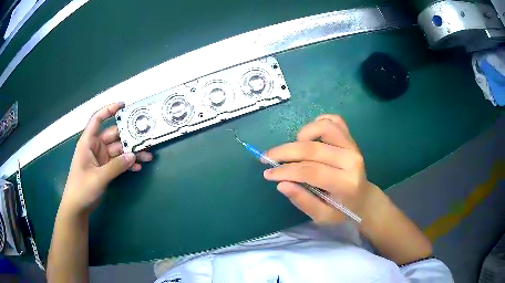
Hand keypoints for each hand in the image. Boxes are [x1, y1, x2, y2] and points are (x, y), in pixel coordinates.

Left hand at [60, 102, 152, 215]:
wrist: (78, 207)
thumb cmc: (81, 189)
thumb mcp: (98, 177)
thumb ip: (115, 166)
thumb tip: (133, 156)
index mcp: (88, 142)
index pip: (97, 120)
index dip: (109, 110)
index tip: (124, 105)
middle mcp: (96, 147)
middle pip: (114, 136)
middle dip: (129, 137)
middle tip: (145, 139)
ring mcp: (102, 158)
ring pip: (119, 150)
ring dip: (132, 153)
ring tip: (147, 156)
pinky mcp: (106, 168)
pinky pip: (119, 162)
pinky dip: (128, 164)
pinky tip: (138, 168)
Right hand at [263, 114, 379, 223]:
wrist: (364, 199)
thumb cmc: (342, 210)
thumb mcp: (322, 216)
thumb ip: (302, 200)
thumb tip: (281, 183)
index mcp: (346, 183)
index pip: (311, 171)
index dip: (285, 171)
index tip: (267, 173)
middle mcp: (351, 160)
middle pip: (312, 149)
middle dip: (285, 152)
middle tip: (267, 157)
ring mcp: (353, 146)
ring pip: (324, 127)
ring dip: (302, 134)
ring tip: (293, 148)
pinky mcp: (351, 139)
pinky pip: (334, 121)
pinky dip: (318, 123)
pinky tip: (308, 136)